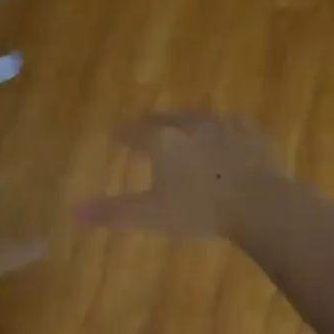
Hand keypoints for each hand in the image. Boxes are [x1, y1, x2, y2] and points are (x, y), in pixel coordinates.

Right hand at [76, 111, 283, 239]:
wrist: (259, 204)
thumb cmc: (199, 210)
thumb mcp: (151, 215)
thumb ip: (113, 212)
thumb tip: (75, 212)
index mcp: (162, 140)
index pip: (135, 131)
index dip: (124, 134)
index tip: (117, 135)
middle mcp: (190, 124)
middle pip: (165, 118)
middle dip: (153, 123)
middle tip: (146, 128)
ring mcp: (223, 125)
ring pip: (198, 117)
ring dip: (186, 122)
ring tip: (183, 128)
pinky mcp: (251, 133)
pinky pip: (232, 124)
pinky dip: (223, 128)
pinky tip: (227, 133)